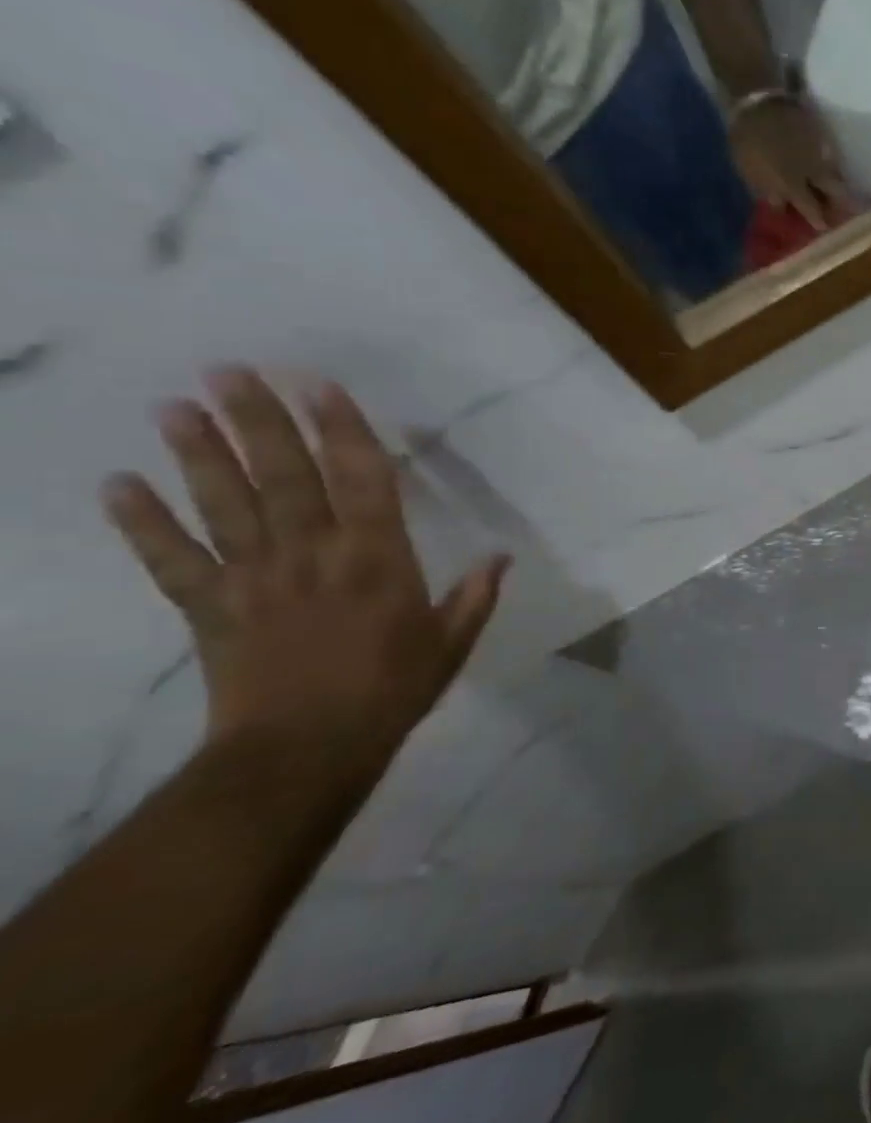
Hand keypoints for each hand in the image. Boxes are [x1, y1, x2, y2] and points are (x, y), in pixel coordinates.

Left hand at [102, 369, 506, 765]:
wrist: (305, 751)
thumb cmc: (392, 691)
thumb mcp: (451, 643)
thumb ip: (474, 595)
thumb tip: (502, 556)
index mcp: (377, 558)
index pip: (360, 479)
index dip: (341, 429)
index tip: (319, 386)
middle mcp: (313, 553)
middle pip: (283, 476)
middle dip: (257, 421)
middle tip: (227, 370)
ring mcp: (255, 578)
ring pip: (224, 504)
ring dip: (198, 454)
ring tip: (174, 407)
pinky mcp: (209, 607)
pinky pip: (171, 559)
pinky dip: (142, 523)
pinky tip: (117, 485)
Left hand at [729, 98, 857, 231]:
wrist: (756, 97)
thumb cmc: (748, 140)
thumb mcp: (751, 172)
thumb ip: (770, 192)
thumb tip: (783, 206)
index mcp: (794, 182)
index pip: (813, 209)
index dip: (819, 220)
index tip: (824, 228)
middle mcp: (814, 169)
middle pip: (837, 191)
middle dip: (840, 203)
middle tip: (841, 211)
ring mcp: (821, 150)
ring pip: (837, 173)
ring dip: (838, 184)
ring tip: (838, 191)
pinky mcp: (822, 133)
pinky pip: (832, 155)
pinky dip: (832, 164)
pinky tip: (828, 167)